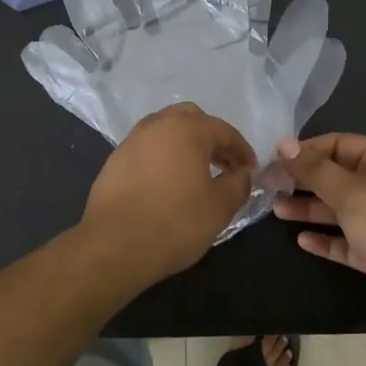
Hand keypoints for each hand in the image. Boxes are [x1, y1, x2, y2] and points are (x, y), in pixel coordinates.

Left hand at [81, 103, 255, 284]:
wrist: (115, 245)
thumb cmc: (176, 222)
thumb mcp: (220, 206)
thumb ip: (239, 183)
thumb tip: (241, 173)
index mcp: (187, 128)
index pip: (224, 131)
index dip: (242, 150)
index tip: (251, 169)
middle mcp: (158, 124)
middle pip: (192, 120)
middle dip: (211, 139)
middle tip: (224, 164)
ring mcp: (132, 140)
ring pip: (166, 131)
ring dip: (186, 146)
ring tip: (197, 174)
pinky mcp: (114, 160)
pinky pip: (148, 149)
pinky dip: (164, 157)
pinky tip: (169, 183)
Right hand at [275, 133, 365, 323]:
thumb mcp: (350, 192)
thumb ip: (315, 170)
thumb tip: (284, 144)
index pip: (339, 145)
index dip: (308, 150)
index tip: (275, 159)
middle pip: (337, 177)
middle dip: (304, 181)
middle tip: (269, 186)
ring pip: (338, 210)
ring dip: (309, 209)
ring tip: (276, 210)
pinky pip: (345, 240)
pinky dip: (325, 239)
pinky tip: (301, 240)